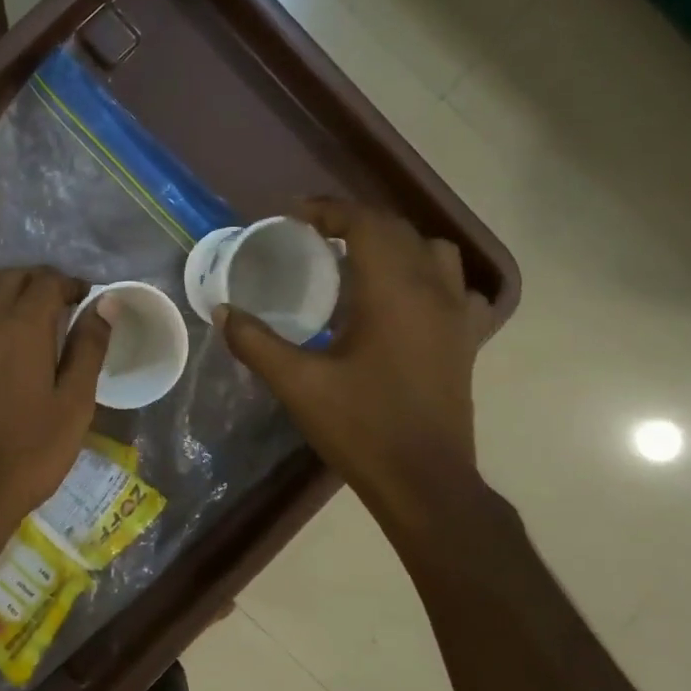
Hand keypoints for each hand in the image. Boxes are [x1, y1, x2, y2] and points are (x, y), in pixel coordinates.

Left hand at [0, 267, 109, 540]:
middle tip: (59, 304)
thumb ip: (89, 348)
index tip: (84, 297)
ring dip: (3, 291)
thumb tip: (105, 303)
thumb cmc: (28, 453)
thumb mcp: (74, 404)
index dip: (69, 283)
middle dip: (37, 281)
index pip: (46, 281)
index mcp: (21, 326)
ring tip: (21, 314)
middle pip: (9, 278)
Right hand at [219, 198, 491, 507]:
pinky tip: (408, 299)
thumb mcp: (298, 385)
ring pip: (435, 251)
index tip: (293, 216)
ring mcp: (457, 315)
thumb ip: (256, 343)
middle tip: (314, 235)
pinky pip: (457, 288)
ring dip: (396, 243)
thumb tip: (224, 312)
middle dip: (355, 222)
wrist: (424, 480)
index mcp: (392, 292)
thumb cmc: (361, 428)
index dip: (328, 210)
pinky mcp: (467, 340)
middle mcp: (432, 290)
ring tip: (360, 261)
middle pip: (398, 230)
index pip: (366, 223)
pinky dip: (431, 277)